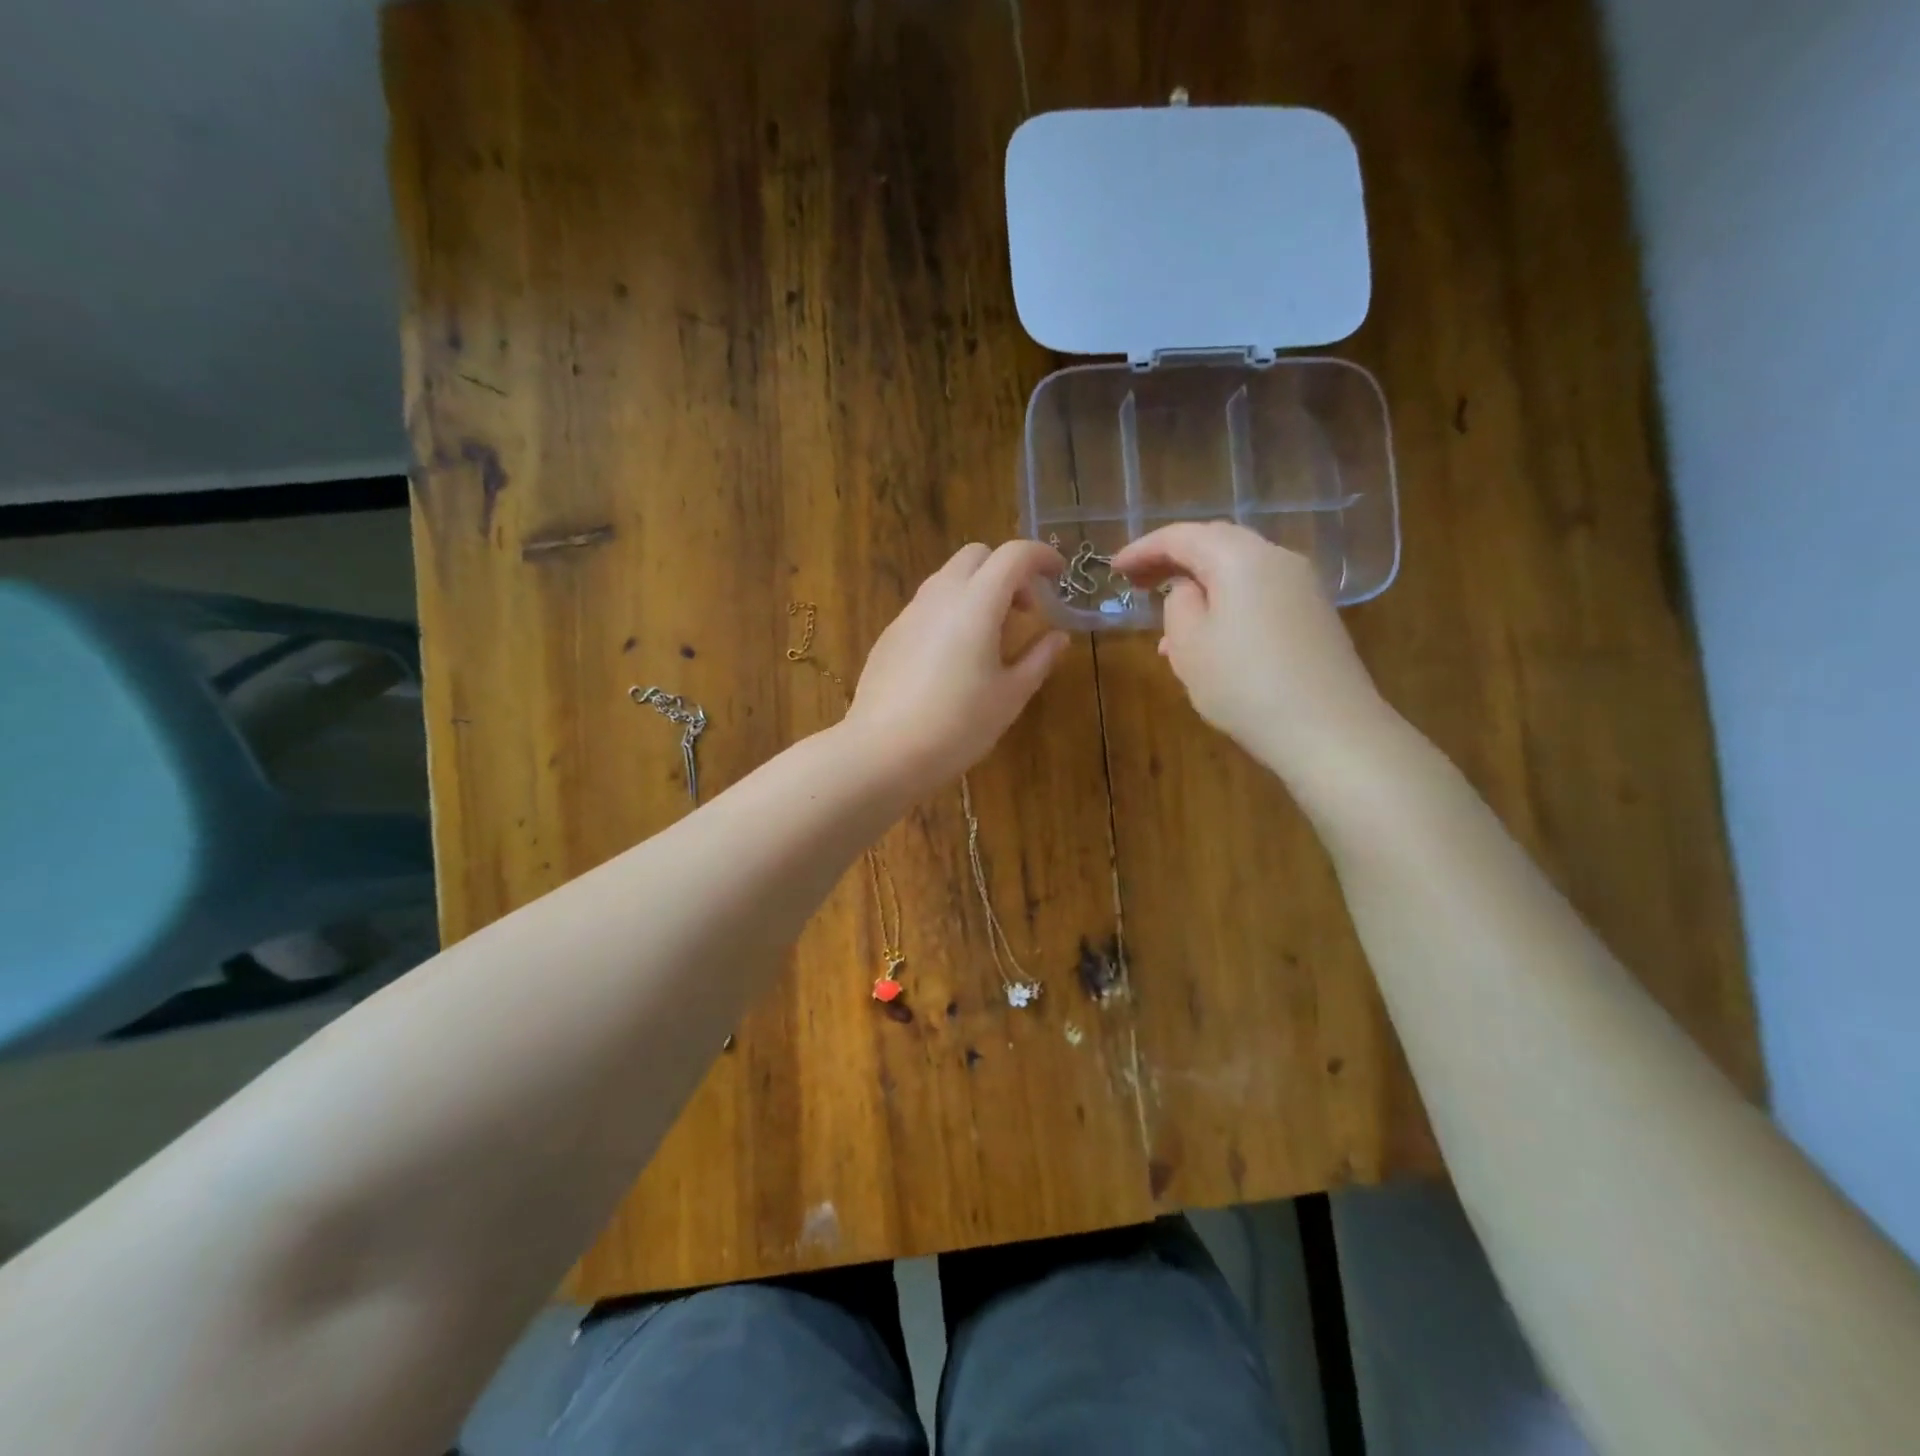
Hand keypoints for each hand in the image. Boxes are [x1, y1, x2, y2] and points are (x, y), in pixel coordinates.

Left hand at [846, 540, 1070, 796]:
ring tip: (992, 636)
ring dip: (977, 590)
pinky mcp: (890, 636)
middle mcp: (939, 596)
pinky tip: (955, 657)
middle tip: (1025, 610)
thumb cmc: (958, 725)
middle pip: (976, 556)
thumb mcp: (1010, 696)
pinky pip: (927, 606)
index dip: (1042, 556)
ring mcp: (909, 614)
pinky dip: (952, 612)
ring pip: (948, 578)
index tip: (1060, 575)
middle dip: (1007, 570)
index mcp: (976, 603)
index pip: (1014, 554)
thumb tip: (1058, 637)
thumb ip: (1038, 659)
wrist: (883, 751)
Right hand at [1111, 522, 1395, 787]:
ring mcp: (1302, 586)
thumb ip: (1177, 604)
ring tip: (1167, 622)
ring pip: (1238, 571)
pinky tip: (1210, 640)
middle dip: (1173, 559)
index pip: (1181, 536)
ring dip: (1199, 586)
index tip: (1113, 568)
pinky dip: (1227, 603)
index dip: (1143, 549)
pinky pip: (1259, 593)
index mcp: (1240, 557)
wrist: (1328, 730)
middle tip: (1138, 581)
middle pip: (1215, 544)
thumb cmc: (1244, 685)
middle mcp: (1276, 558)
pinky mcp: (1314, 614)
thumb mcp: (1189, 645)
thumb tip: (1188, 590)